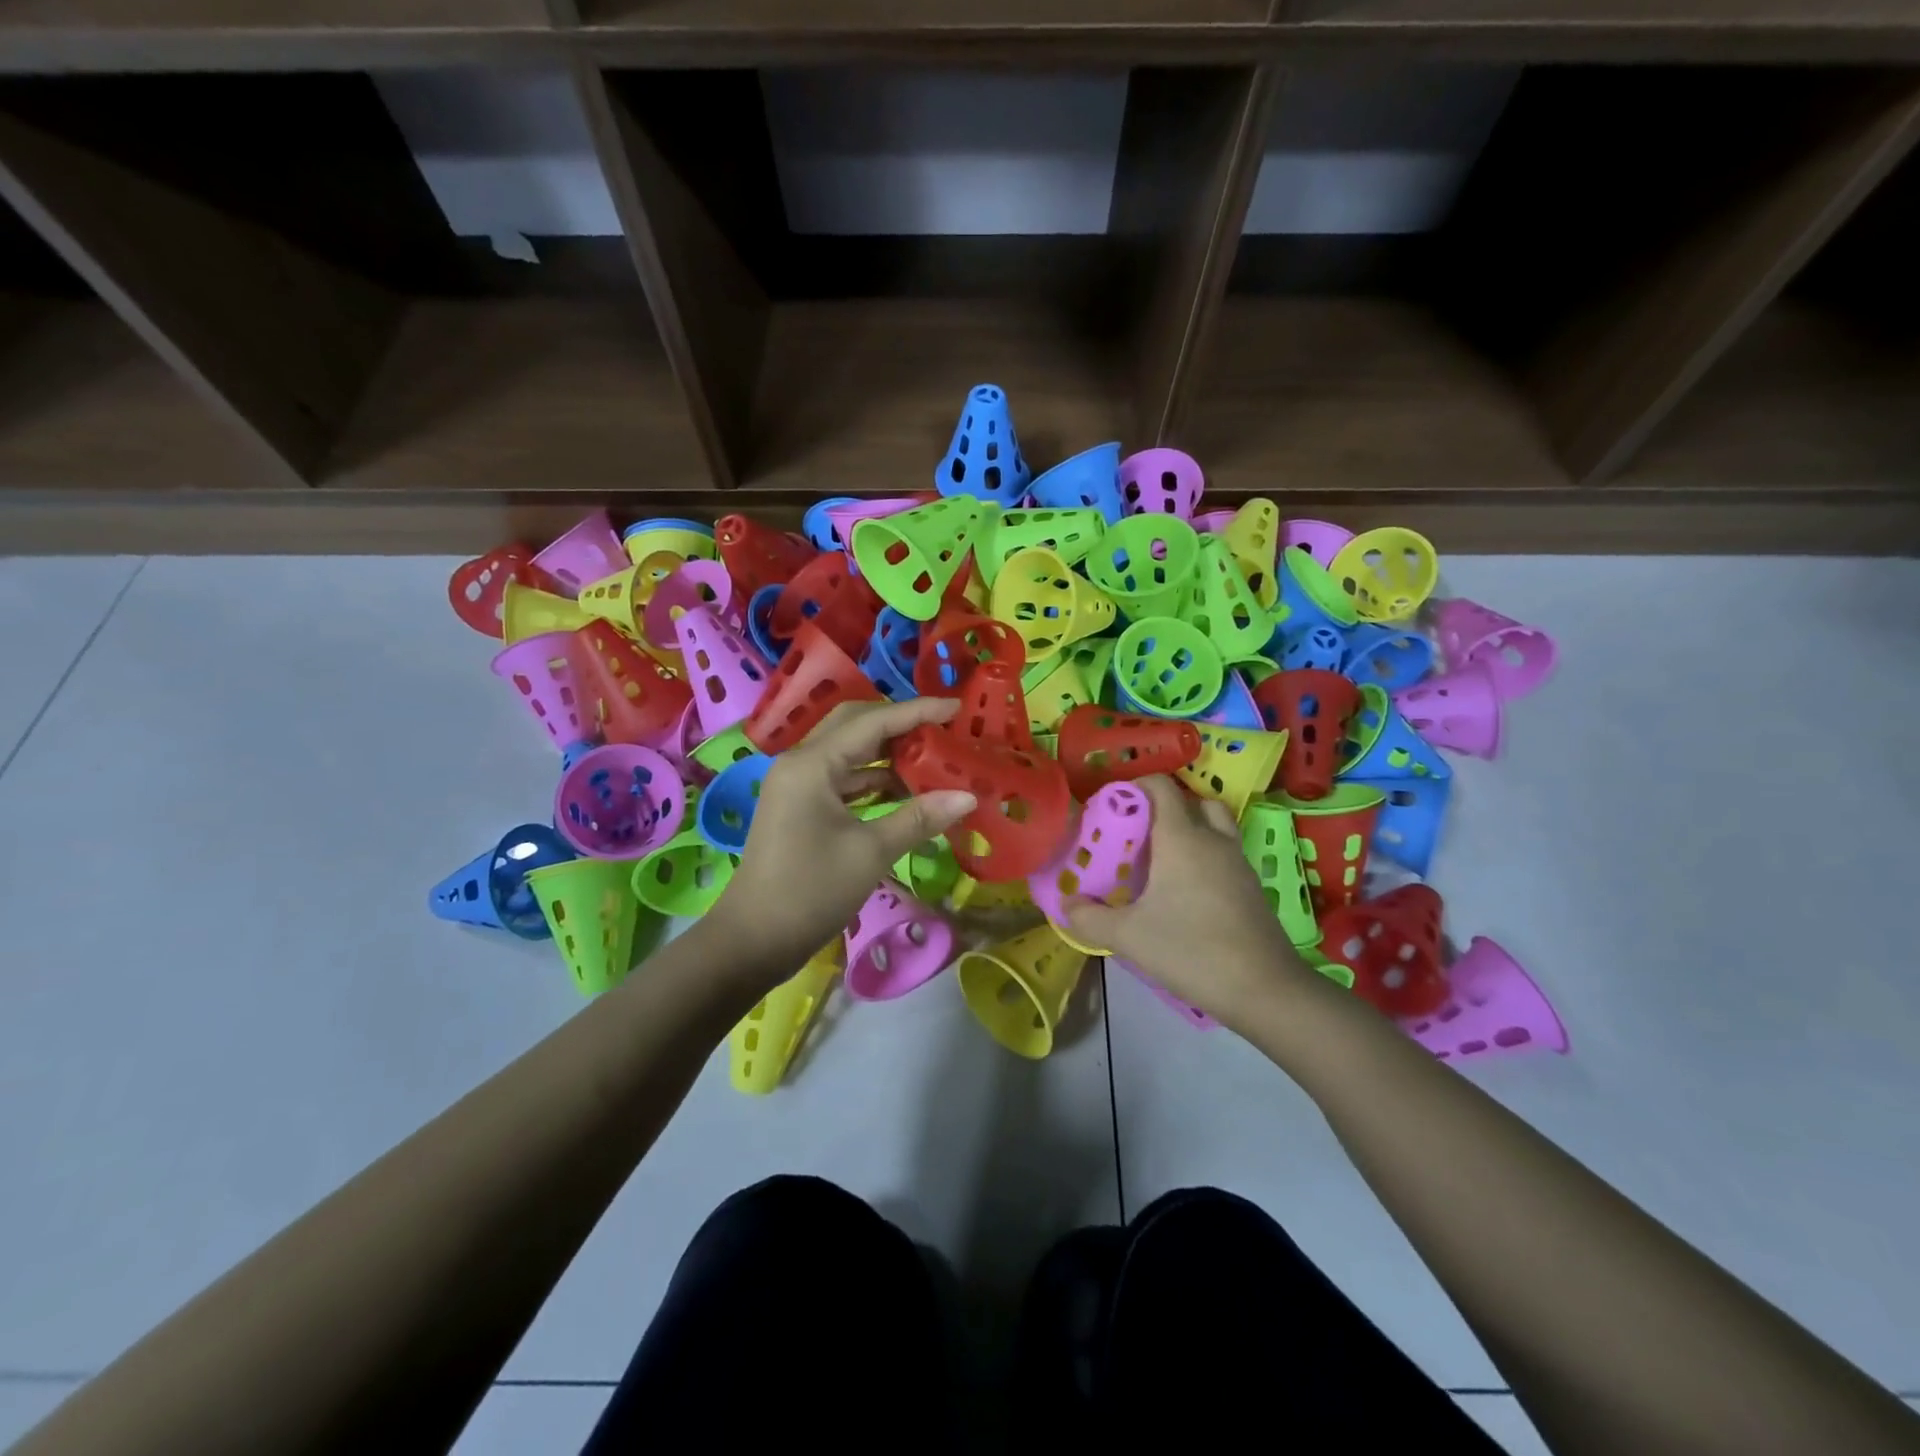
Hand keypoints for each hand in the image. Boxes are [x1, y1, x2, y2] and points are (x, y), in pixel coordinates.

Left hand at [707, 698, 977, 984]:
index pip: (873, 722)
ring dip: (889, 755)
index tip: (958, 707)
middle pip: (857, 726)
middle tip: (944, 729)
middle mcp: (801, 763)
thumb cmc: (810, 891)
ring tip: (934, 759)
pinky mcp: (801, 808)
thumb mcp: (870, 852)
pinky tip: (906, 791)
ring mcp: (798, 785)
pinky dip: (874, 781)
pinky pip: (843, 779)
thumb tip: (968, 796)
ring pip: (850, 753)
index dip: (918, 711)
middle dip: (901, 725)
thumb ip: (919, 818)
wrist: (753, 940)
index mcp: (812, 764)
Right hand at [1062, 776, 1314, 1030]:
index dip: (1134, 787)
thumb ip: (1090, 917)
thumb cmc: (1191, 950)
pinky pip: (1223, 852)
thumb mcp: (1128, 936)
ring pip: (1213, 825)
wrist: (1264, 989)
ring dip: (1187, 829)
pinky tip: (1184, 889)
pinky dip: (1204, 855)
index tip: (1110, 808)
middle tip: (1134, 833)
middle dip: (1161, 808)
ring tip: (1158, 859)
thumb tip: (1067, 904)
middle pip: (1191, 800)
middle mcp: (1213, 839)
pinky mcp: (1251, 886)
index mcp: (1182, 838)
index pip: (1161, 786)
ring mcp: (1237, 862)